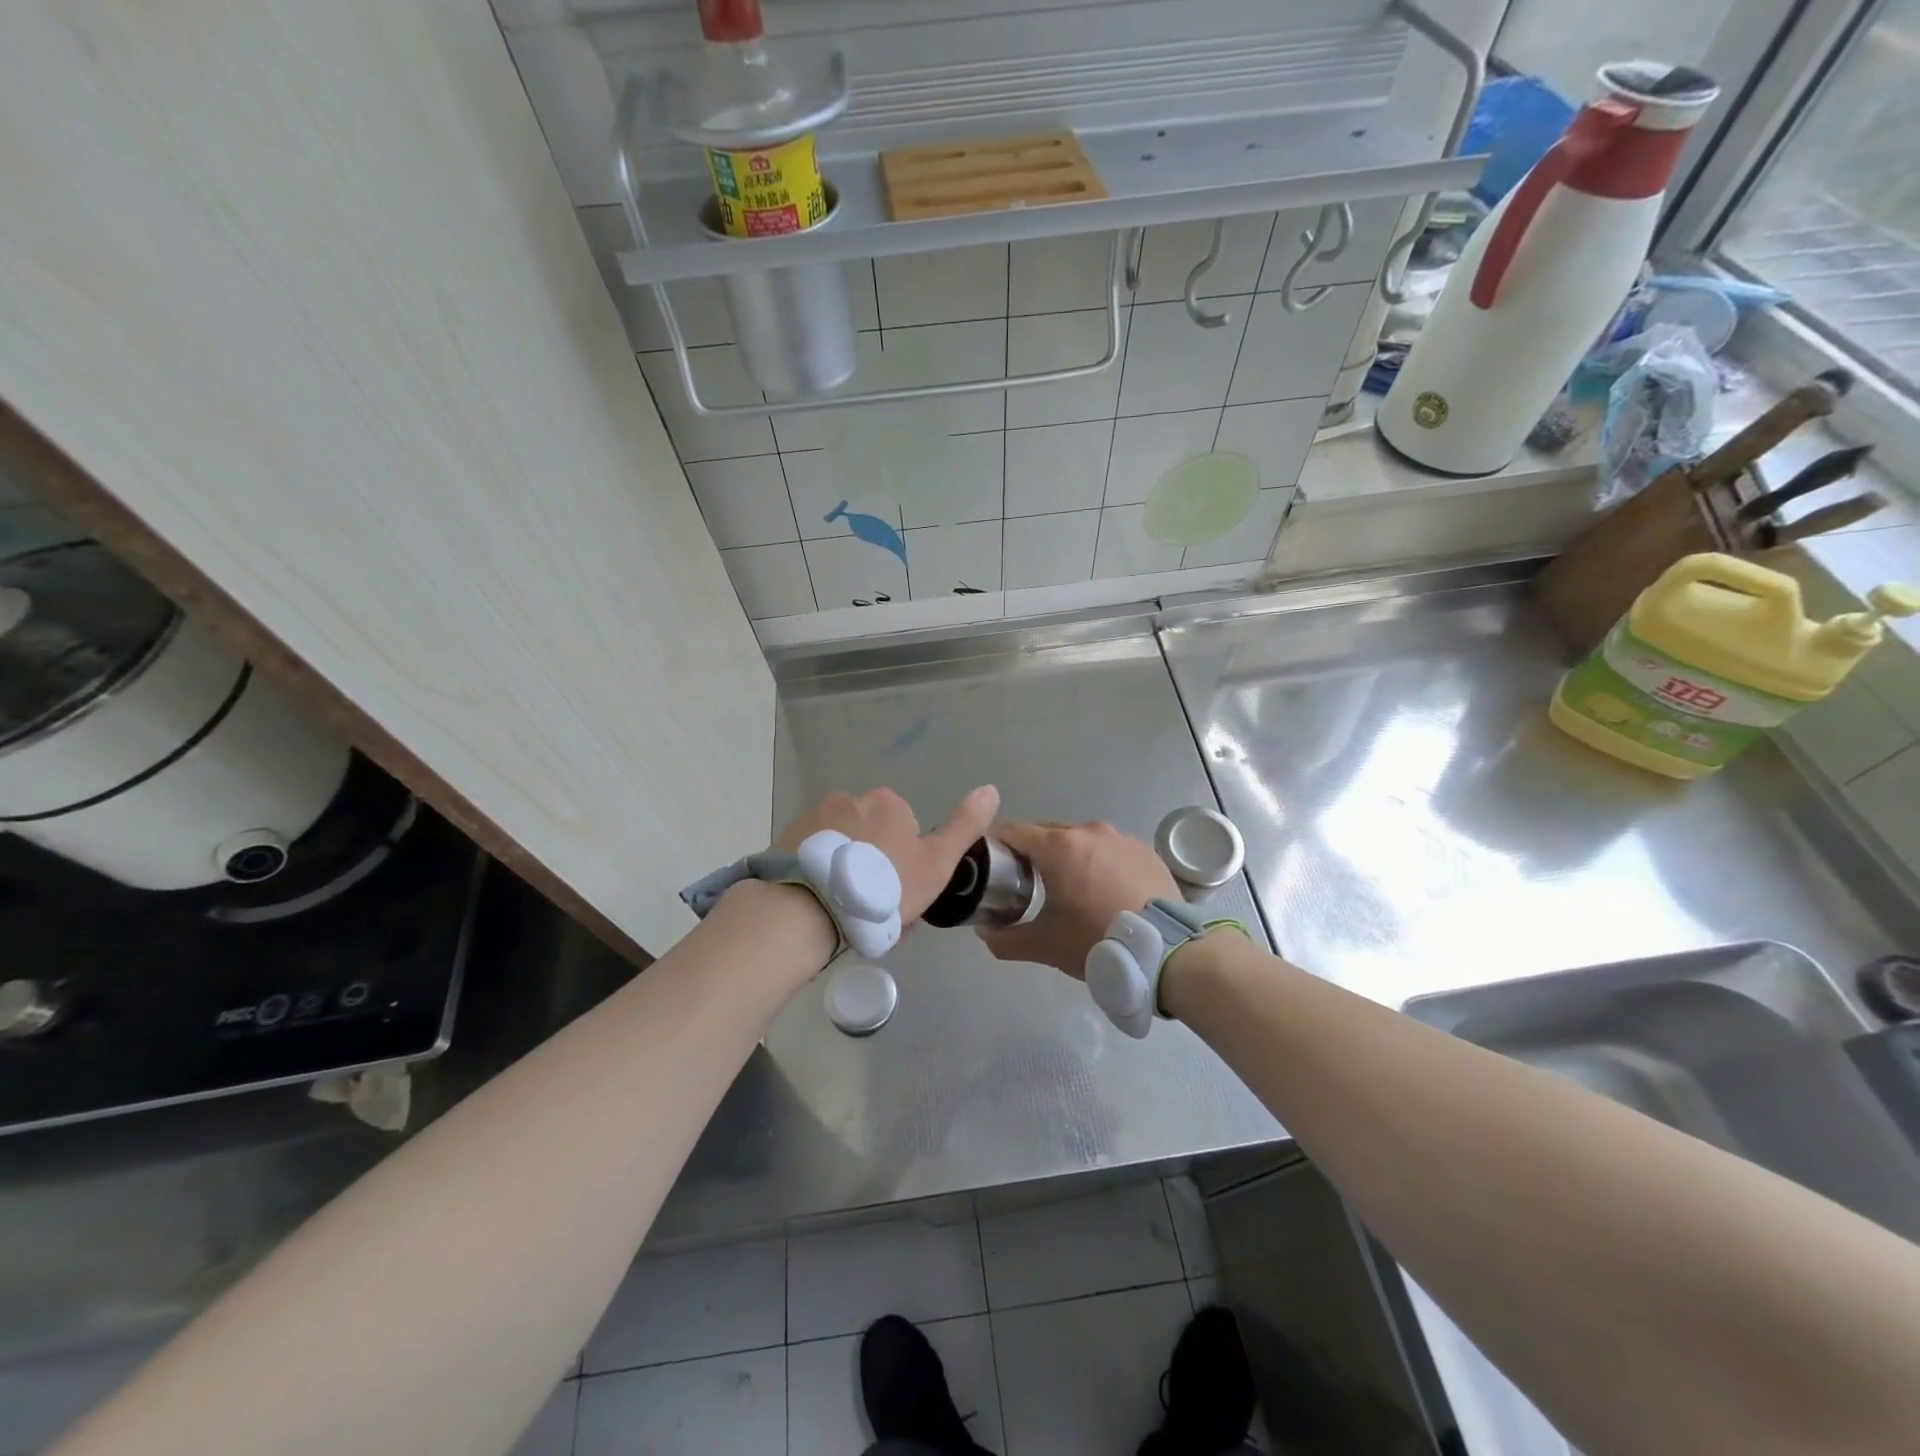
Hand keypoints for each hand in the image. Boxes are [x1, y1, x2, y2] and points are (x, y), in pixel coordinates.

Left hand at [775, 785, 999, 925]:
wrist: (812, 908)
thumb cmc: (884, 887)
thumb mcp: (936, 863)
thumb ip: (964, 826)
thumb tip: (991, 789)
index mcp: (890, 803)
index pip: (906, 831)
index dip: (907, 865)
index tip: (901, 894)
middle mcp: (852, 798)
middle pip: (872, 835)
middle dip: (874, 864)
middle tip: (873, 907)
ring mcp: (816, 815)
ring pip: (842, 845)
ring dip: (845, 868)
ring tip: (843, 909)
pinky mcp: (788, 836)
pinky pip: (813, 854)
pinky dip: (818, 872)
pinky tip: (819, 901)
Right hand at [977, 820, 1178, 978]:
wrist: (1168, 951)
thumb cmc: (1097, 941)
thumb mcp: (1045, 945)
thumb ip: (1006, 939)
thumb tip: (984, 933)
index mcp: (1058, 846)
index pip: (1013, 831)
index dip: (996, 845)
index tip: (990, 865)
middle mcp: (1088, 831)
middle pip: (1047, 833)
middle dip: (1031, 853)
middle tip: (1025, 883)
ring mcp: (1121, 838)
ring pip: (1081, 841)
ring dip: (1068, 858)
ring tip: (1070, 890)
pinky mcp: (1145, 852)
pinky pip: (1110, 851)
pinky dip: (1099, 865)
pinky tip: (1105, 893)